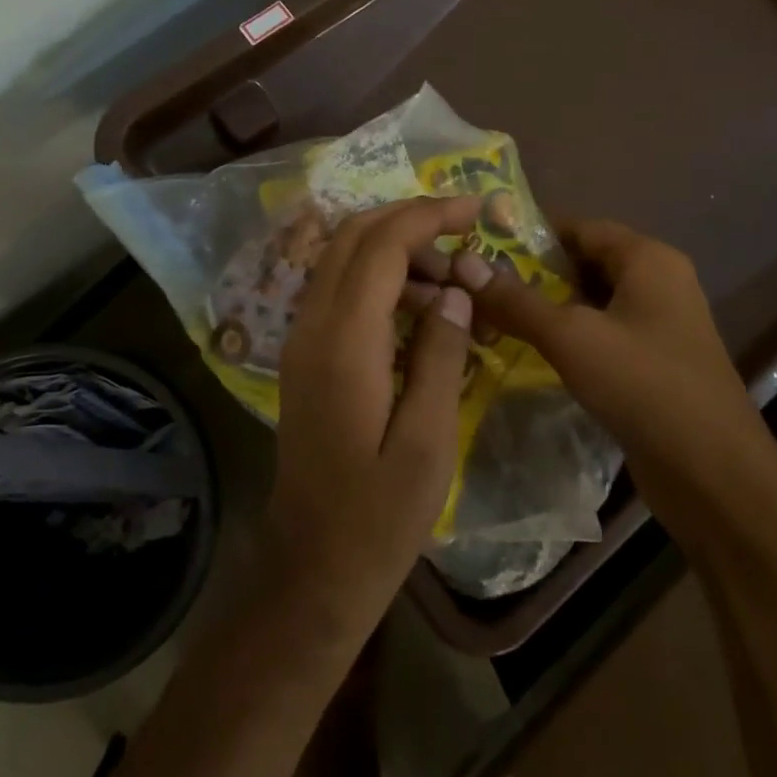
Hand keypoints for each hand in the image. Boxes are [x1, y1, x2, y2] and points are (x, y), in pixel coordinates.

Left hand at [262, 196, 481, 643]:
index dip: (428, 215)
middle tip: (467, 237)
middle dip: (409, 222)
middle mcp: (310, 327)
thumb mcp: (427, 441)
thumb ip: (441, 355)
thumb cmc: (378, 517)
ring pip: (342, 261)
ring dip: (395, 253)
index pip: (380, 246)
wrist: (311, 568)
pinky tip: (420, 314)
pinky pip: (339, 294)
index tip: (476, 208)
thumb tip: (454, 291)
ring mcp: (300, 341)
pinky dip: (379, 282)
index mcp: (343, 343)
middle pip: (352, 238)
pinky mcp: (303, 358)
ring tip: (453, 286)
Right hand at [456, 218, 773, 499]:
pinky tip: (530, 351)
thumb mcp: (571, 337)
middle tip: (478, 286)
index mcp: (648, 259)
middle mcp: (658, 283)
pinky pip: (602, 334)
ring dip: (547, 308)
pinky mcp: (653, 363)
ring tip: (492, 316)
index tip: (480, 247)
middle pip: (585, 263)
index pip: (580, 227)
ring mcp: (659, 325)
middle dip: (533, 274)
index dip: (530, 235)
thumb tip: (463, 265)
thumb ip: (516, 300)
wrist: (713, 475)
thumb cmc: (643, 386)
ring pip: (591, 301)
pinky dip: (568, 336)